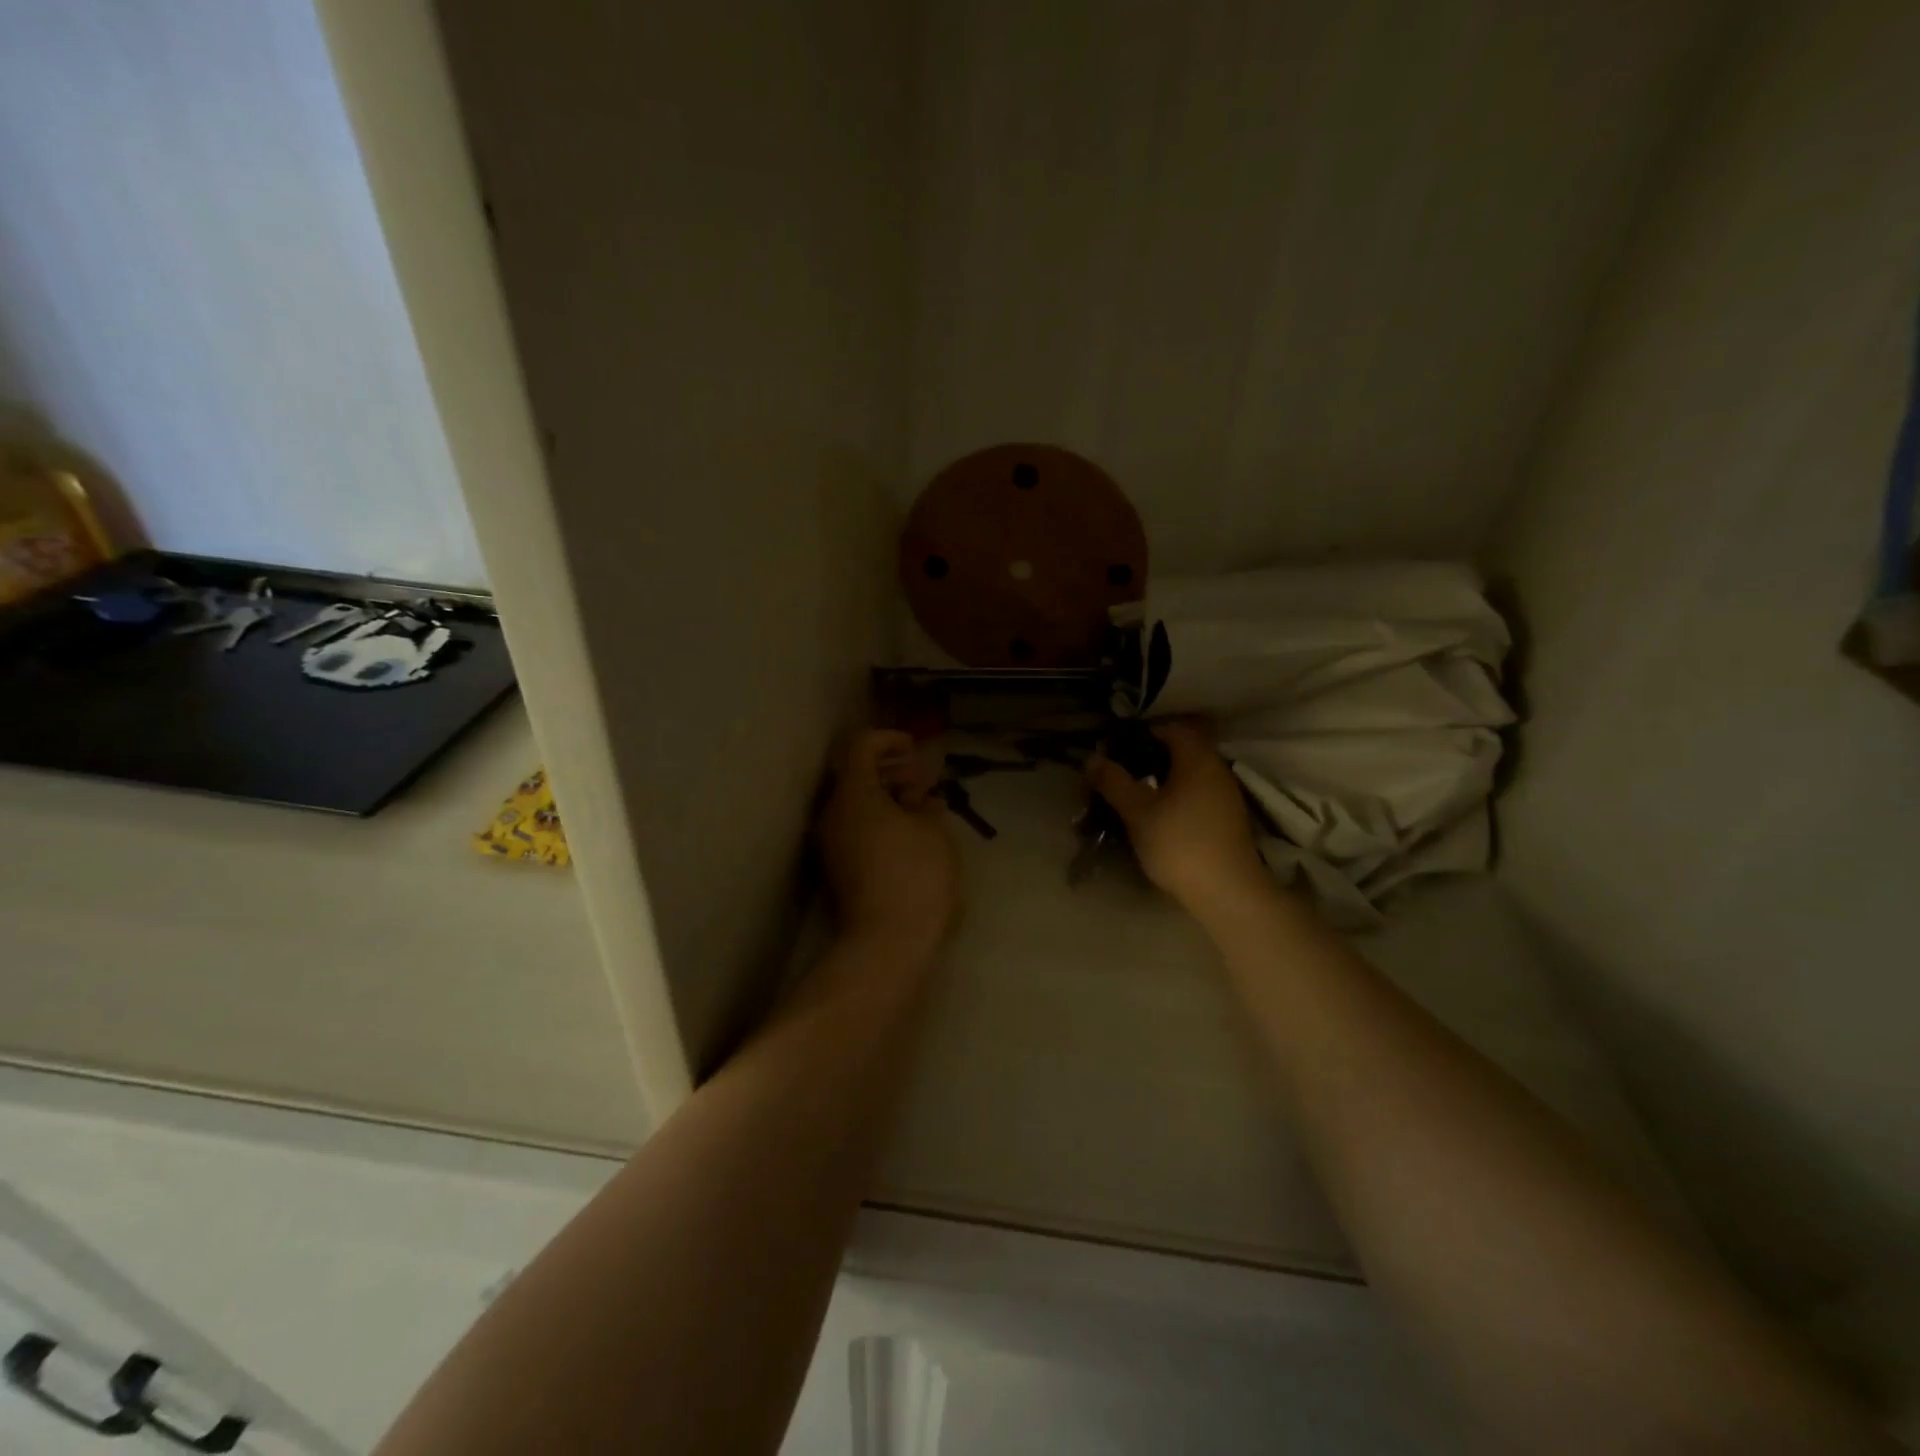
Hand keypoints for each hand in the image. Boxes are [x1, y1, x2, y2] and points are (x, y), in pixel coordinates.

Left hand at [818, 729, 959, 954]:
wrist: (888, 940)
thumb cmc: (916, 874)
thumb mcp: (933, 831)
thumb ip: (925, 804)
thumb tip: (920, 798)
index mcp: (854, 794)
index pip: (862, 746)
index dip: (889, 739)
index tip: (915, 748)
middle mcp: (833, 813)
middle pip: (855, 774)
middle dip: (889, 768)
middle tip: (921, 776)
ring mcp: (831, 842)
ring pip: (855, 803)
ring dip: (885, 795)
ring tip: (921, 805)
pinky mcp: (838, 867)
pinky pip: (855, 827)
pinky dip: (878, 818)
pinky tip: (908, 831)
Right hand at [1087, 721, 1269, 916]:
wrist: (1227, 891)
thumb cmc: (1178, 842)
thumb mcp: (1137, 811)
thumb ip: (1113, 781)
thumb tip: (1092, 757)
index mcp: (1197, 758)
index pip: (1170, 729)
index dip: (1142, 733)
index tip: (1116, 747)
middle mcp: (1216, 768)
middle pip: (1182, 749)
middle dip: (1151, 755)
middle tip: (1122, 770)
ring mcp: (1226, 794)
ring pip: (1190, 773)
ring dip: (1165, 777)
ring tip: (1136, 793)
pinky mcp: (1228, 818)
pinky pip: (1198, 792)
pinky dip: (1178, 794)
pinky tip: (1160, 814)